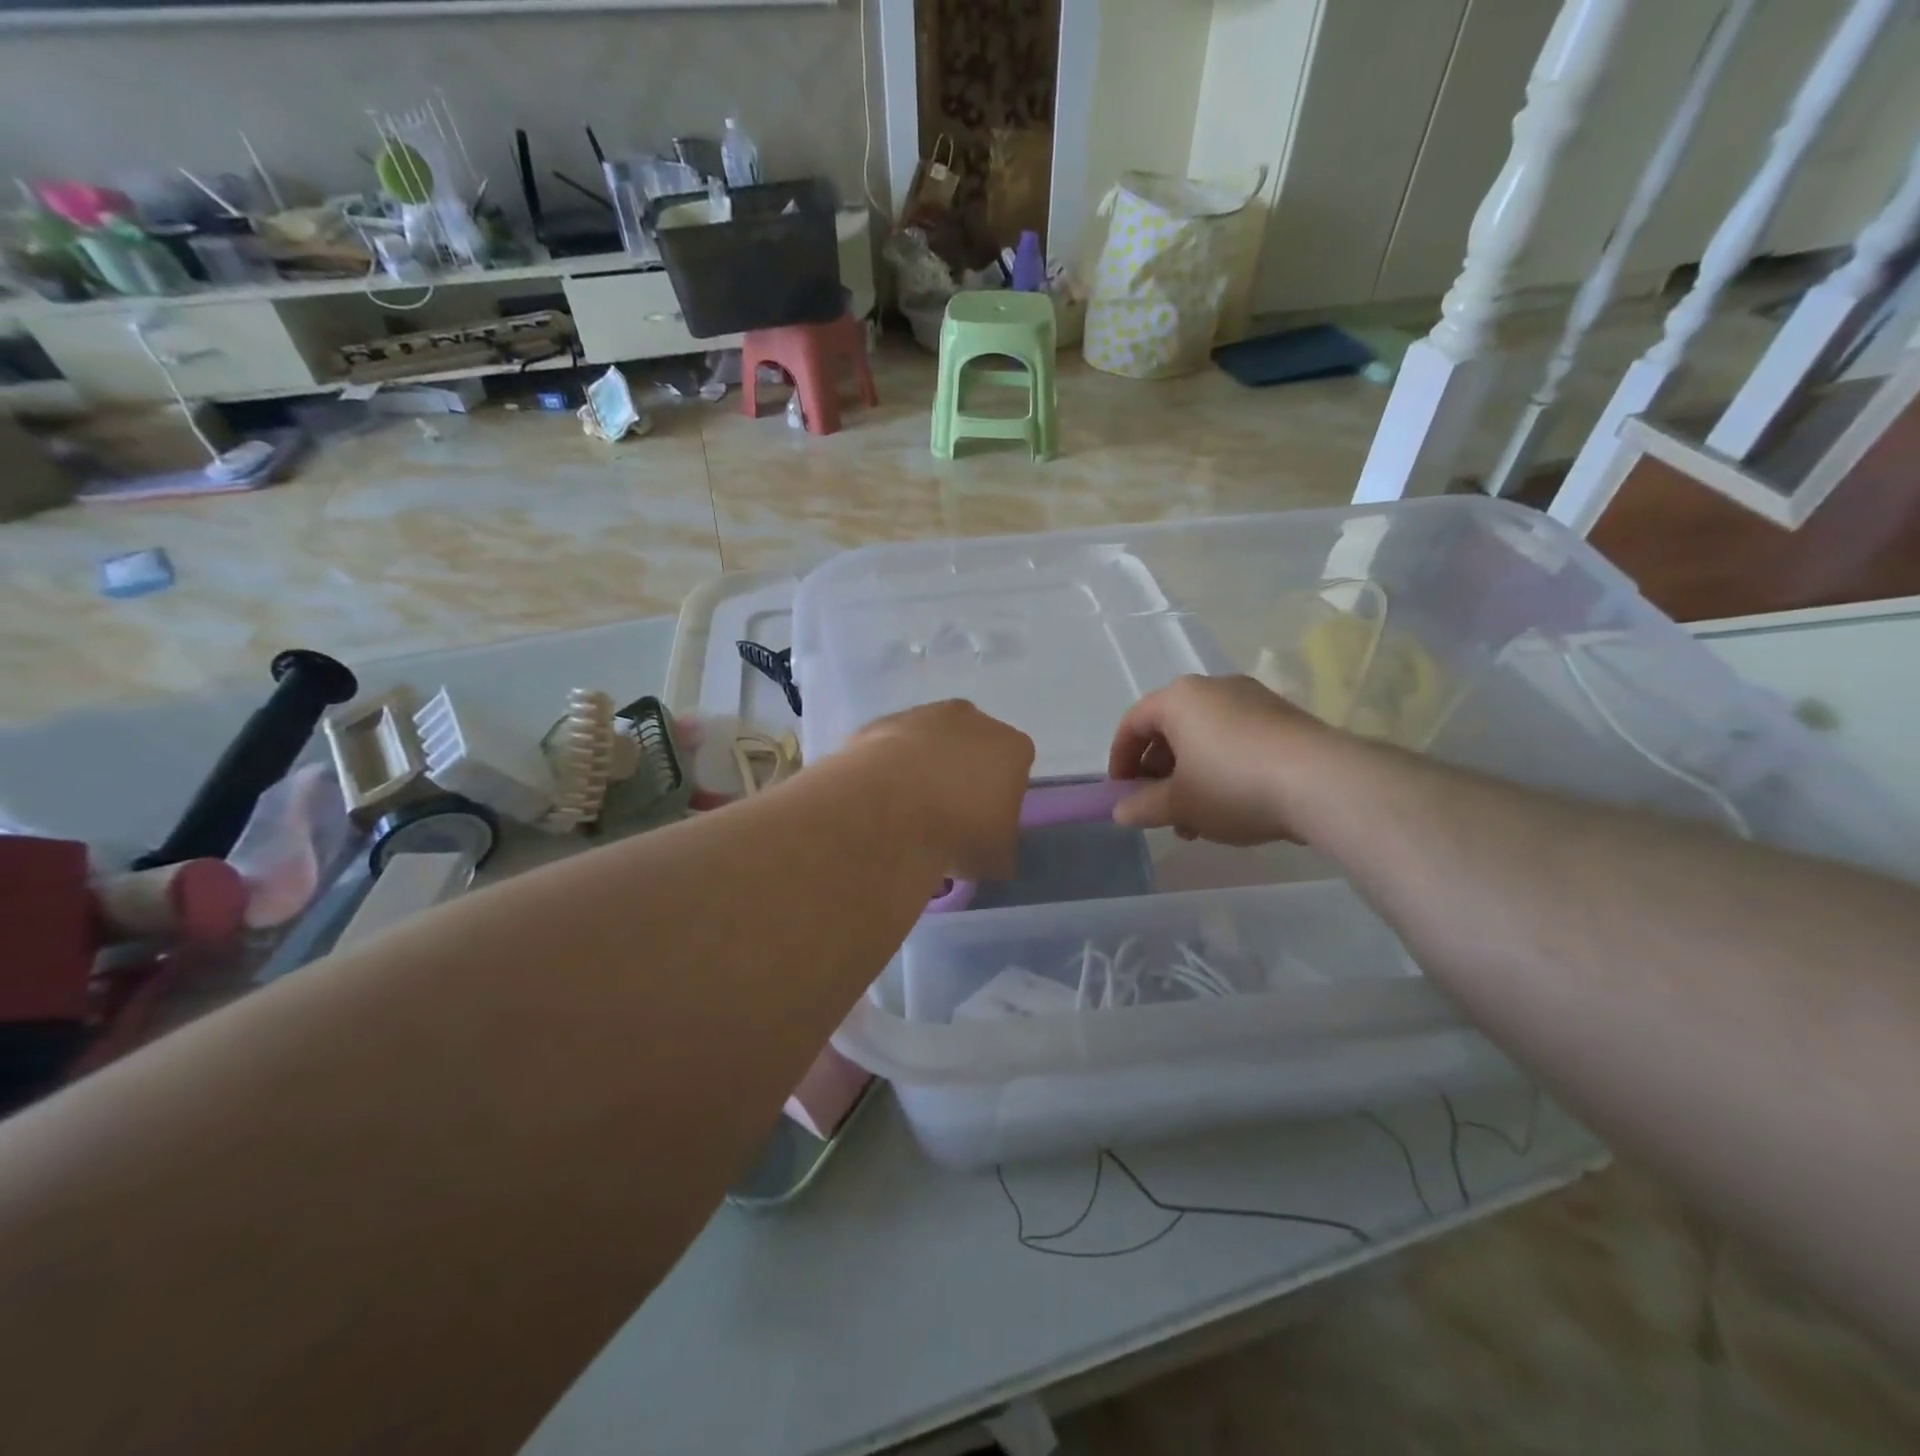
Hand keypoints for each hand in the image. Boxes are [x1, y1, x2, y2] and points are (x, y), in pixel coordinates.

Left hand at [847, 701, 1034, 880]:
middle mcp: (971, 719)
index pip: (1015, 767)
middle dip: (962, 771)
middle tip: (946, 812)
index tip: (984, 821)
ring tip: (906, 807)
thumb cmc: (957, 832)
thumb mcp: (995, 859)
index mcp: (1011, 747)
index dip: (1000, 795)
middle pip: (972, 745)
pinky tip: (879, 795)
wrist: (887, 809)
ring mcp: (923, 715)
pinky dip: (888, 765)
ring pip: (929, 740)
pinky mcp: (880, 722)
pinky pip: (891, 745)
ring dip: (923, 765)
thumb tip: (992, 853)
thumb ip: (1000, 848)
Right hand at [1107, 676, 1328, 844]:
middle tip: (1160, 810)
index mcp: (1179, 698)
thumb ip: (1142, 806)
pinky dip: (1223, 769)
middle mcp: (1214, 688)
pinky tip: (1234, 807)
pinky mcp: (1284, 718)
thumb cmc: (1233, 785)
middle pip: (1170, 729)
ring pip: (1205, 738)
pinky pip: (1237, 740)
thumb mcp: (1179, 804)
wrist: (1324, 782)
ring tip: (1197, 820)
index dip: (1119, 760)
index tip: (1121, 794)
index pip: (1133, 723)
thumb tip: (1120, 810)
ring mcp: (1254, 699)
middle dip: (1159, 774)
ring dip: (1191, 777)